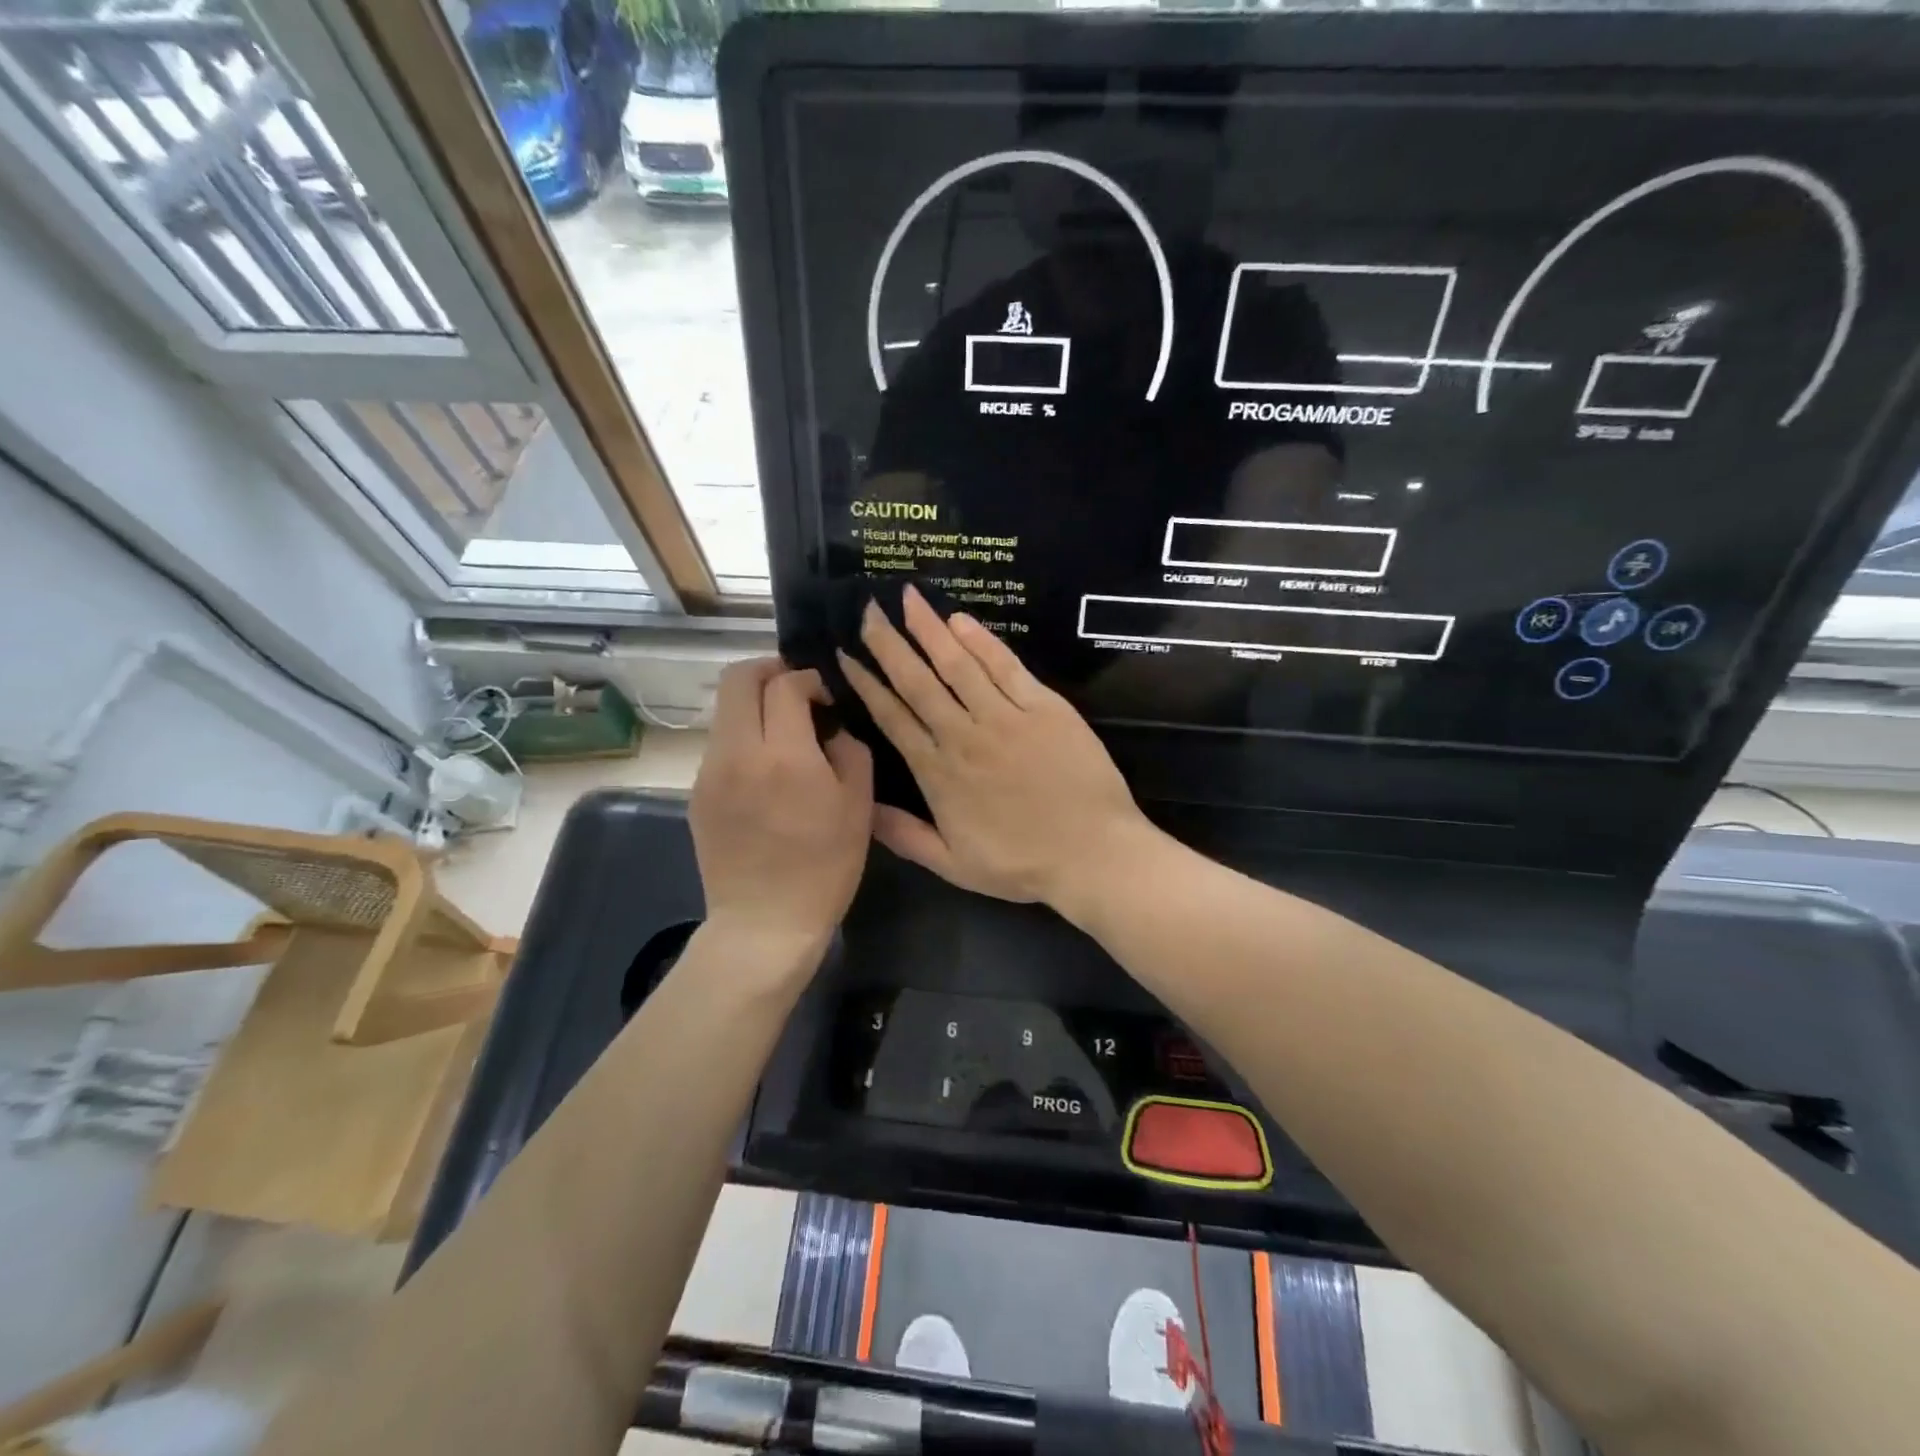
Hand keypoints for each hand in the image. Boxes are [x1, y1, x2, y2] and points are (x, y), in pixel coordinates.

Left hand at [690, 660, 872, 961]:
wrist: (764, 924)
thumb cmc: (824, 867)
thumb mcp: (858, 806)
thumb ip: (849, 750)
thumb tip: (830, 727)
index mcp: (784, 755)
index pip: (785, 684)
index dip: (809, 679)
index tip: (826, 696)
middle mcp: (737, 753)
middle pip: (737, 679)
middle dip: (769, 671)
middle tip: (797, 690)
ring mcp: (709, 772)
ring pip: (725, 711)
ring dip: (755, 707)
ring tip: (785, 733)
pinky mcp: (697, 793)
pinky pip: (721, 746)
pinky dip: (745, 739)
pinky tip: (766, 771)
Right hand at [838, 587, 1148, 908]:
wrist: (1092, 853)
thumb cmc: (1022, 864)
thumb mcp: (953, 865)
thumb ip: (905, 835)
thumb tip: (862, 808)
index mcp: (938, 772)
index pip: (893, 717)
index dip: (868, 683)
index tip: (847, 655)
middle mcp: (963, 736)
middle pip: (918, 682)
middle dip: (890, 644)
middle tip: (868, 610)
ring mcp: (1005, 717)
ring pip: (958, 666)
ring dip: (931, 630)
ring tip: (909, 599)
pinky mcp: (1044, 707)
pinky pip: (1006, 667)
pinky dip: (983, 642)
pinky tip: (961, 621)